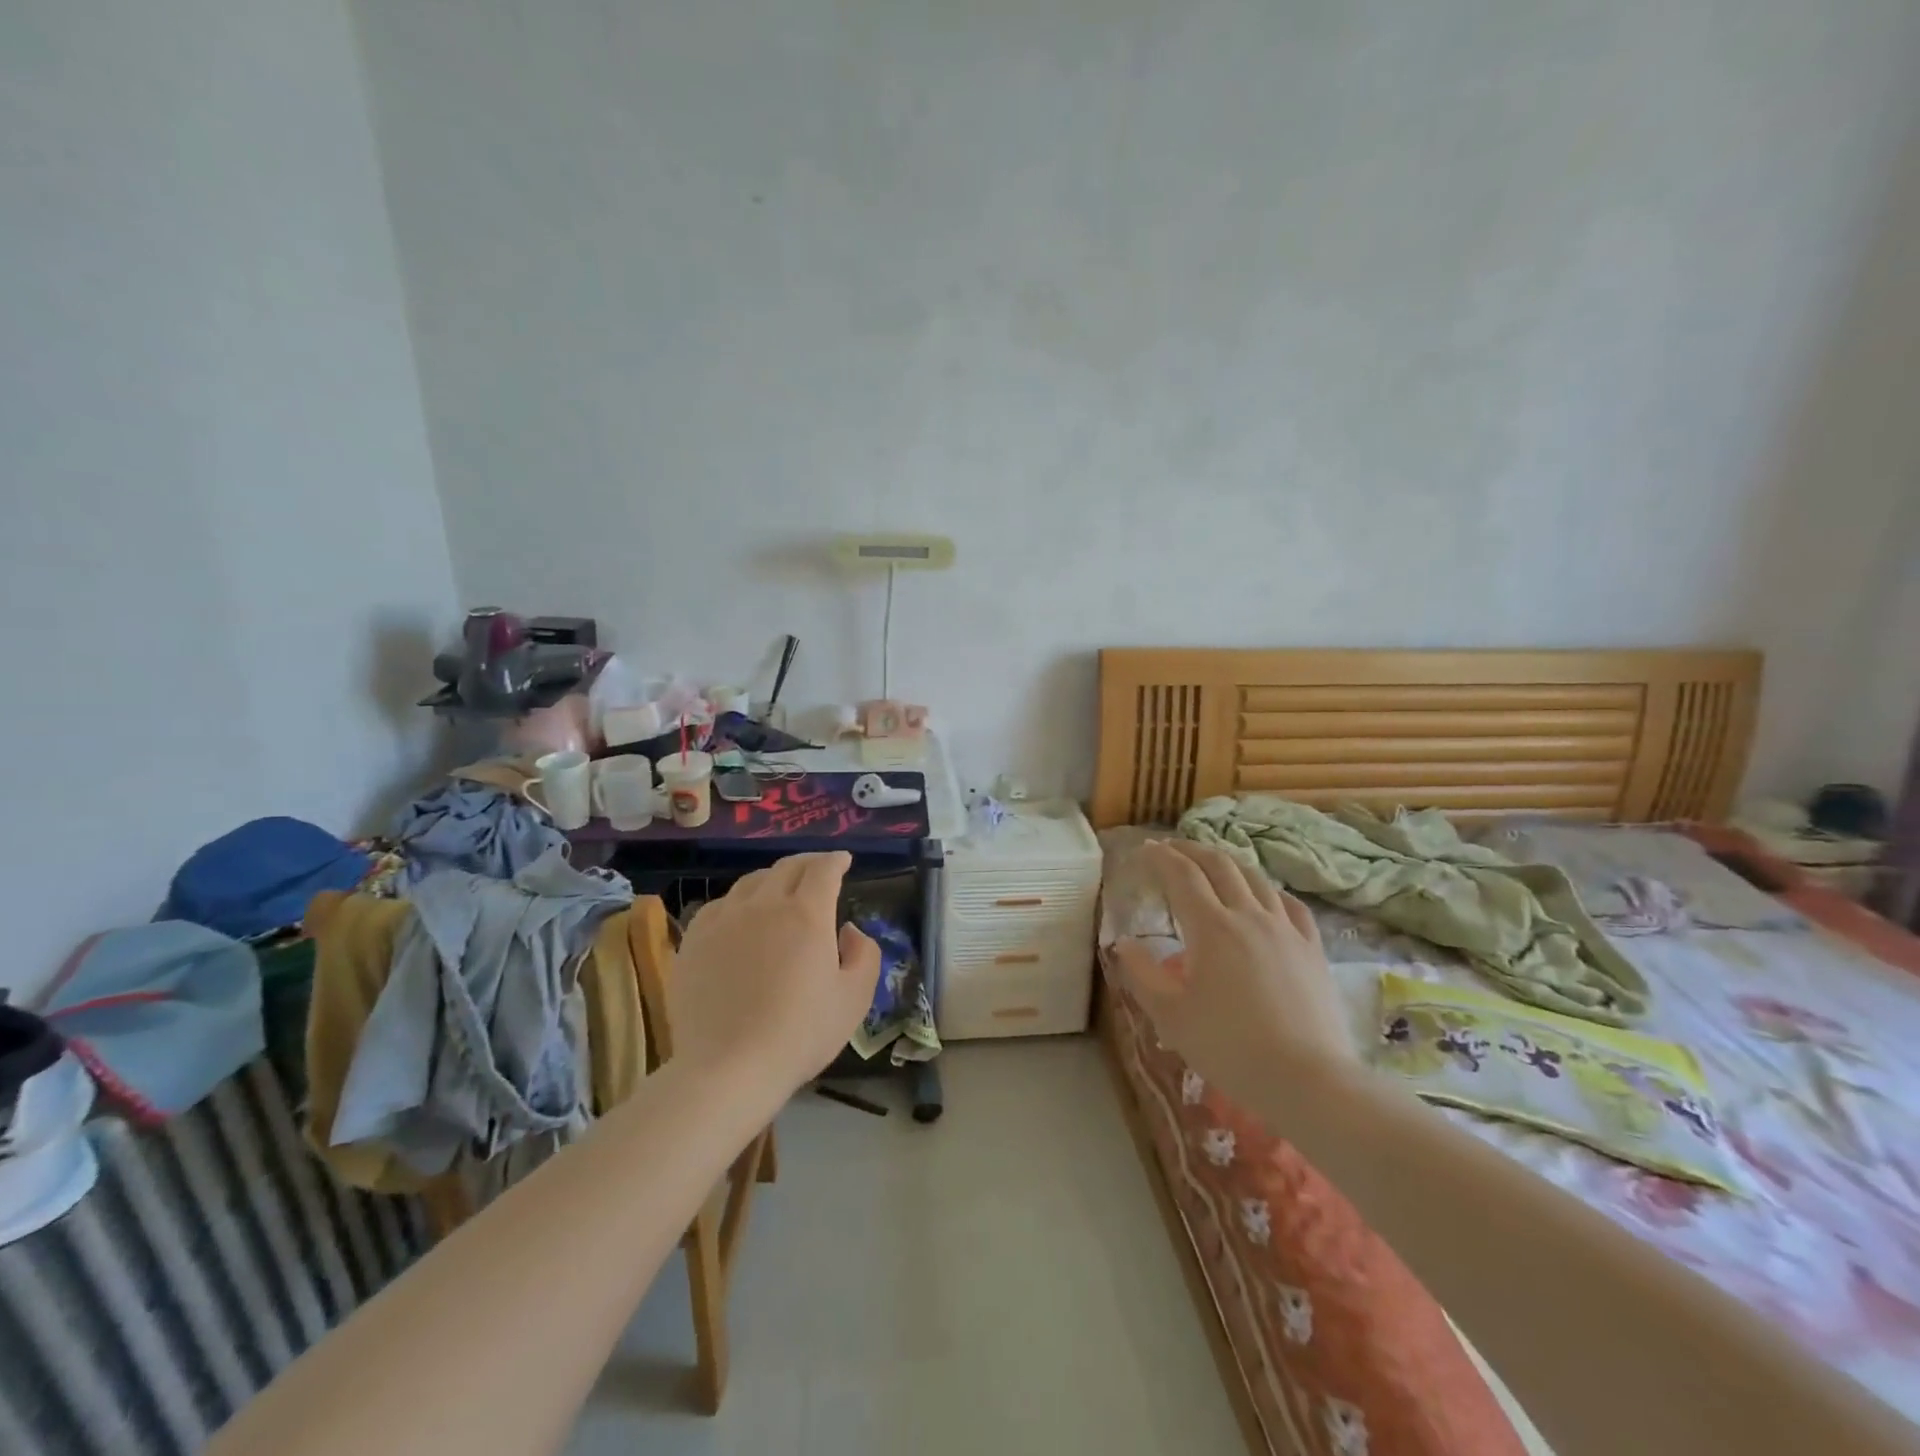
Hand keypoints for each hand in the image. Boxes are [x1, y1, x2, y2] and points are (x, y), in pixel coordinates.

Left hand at [668, 852, 880, 1093]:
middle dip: (808, 862)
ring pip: (752, 882)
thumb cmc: (800, 1034)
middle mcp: (765, 905)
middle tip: (818, 869)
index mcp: (807, 914)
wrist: (729, 1068)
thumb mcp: (854, 999)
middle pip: (787, 867)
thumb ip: (864, 955)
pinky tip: (741, 915)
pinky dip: (739, 901)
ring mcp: (725, 919)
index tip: (843, 861)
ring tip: (781, 888)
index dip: (836, 860)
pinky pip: (720, 904)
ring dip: (773, 878)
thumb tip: (849, 930)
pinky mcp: (695, 940)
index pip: (823, 870)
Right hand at [1111, 840, 1354, 1105]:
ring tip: (1211, 865)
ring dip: (1227, 862)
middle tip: (1170, 849)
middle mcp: (1248, 915)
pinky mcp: (1311, 947)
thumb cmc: (1230, 1048)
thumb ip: (1142, 974)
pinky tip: (1263, 895)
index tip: (1143, 850)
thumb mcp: (1171, 1016)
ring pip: (1255, 877)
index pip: (1181, 875)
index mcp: (1211, 927)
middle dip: (1190, 850)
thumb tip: (1123, 943)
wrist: (1309, 1080)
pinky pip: (1288, 903)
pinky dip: (1266, 889)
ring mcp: (1285, 929)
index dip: (1160, 857)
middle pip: (1218, 865)